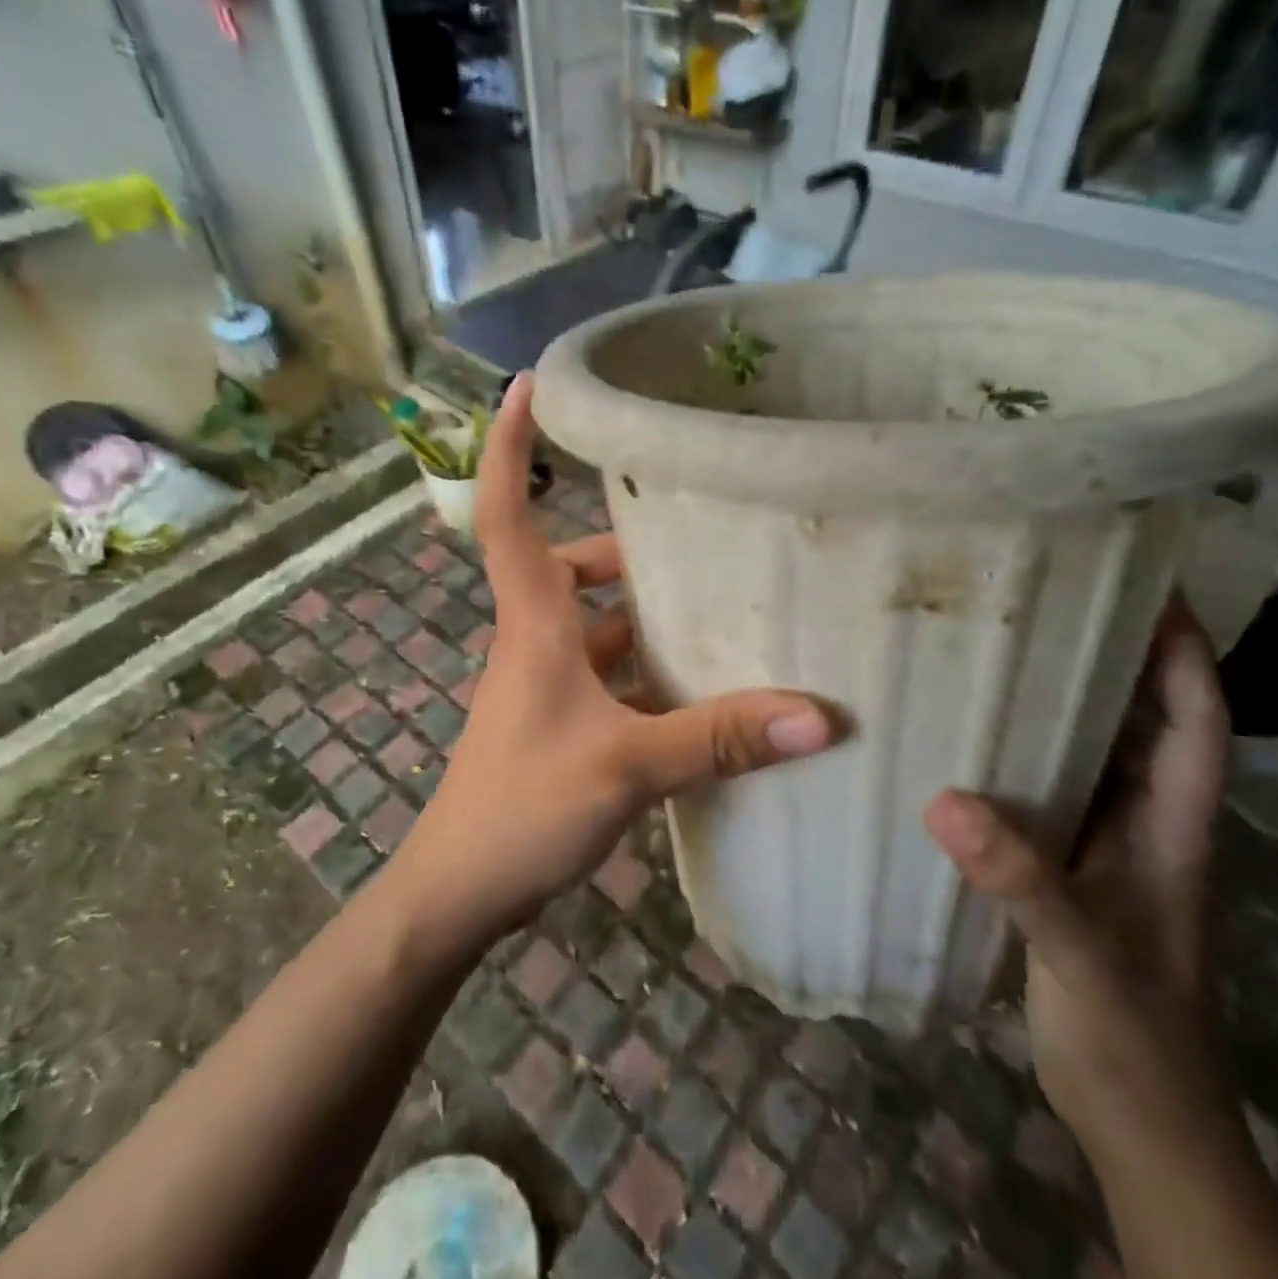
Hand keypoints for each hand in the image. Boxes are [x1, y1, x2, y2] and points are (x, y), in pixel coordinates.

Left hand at [386, 375, 837, 954]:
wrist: (457, 893)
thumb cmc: (520, 806)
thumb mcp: (625, 766)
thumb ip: (718, 738)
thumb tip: (820, 714)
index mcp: (534, 621)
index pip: (508, 511)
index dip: (510, 446)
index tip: (525, 385)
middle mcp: (536, 639)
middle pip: (573, 567)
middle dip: (627, 547)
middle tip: (699, 534)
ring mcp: (546, 685)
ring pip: (599, 628)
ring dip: (648, 616)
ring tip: (721, 609)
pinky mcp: (561, 727)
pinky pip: (611, 680)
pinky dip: (651, 676)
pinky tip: (704, 694)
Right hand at [924, 599, 1231, 1152]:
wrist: (1138, 1120)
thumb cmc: (1132, 1033)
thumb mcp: (1080, 952)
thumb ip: (1021, 879)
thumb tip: (943, 802)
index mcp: (1172, 828)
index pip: (1198, 723)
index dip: (1186, 654)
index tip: (1151, 589)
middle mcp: (1142, 823)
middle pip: (1140, 721)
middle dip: (1112, 656)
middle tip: (1047, 599)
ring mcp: (1103, 846)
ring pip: (1089, 753)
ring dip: (1059, 701)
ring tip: (998, 647)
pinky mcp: (1064, 866)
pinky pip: (1044, 789)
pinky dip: (1017, 754)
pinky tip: (965, 737)